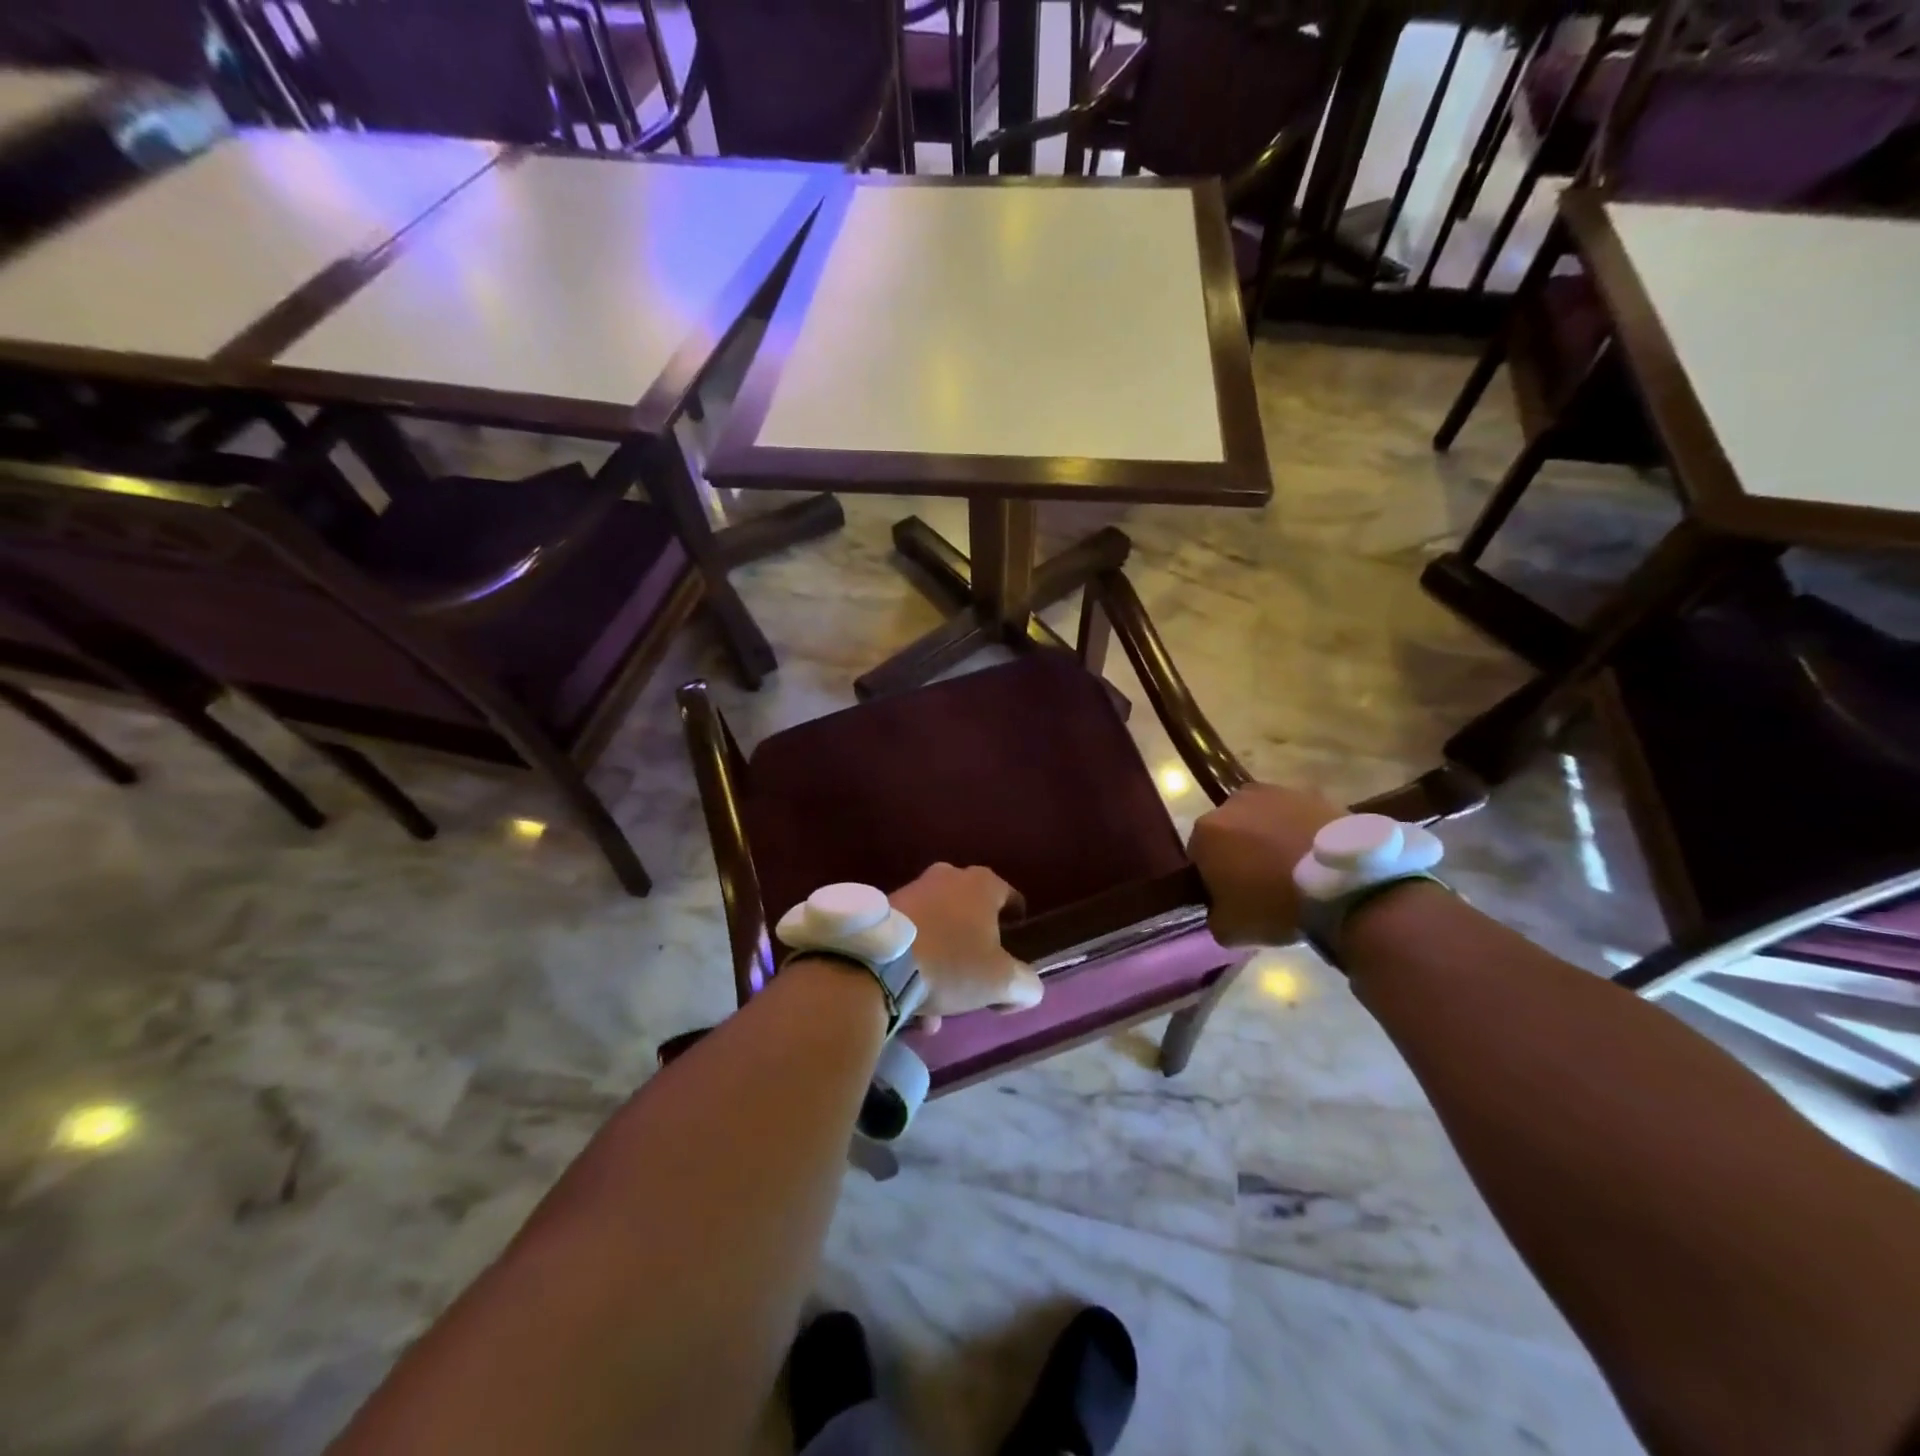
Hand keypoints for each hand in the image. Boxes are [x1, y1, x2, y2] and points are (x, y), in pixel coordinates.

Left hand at [890, 863, 1040, 1031]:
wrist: (878, 962)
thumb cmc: (951, 963)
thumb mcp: (1001, 981)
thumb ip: (1026, 984)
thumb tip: (1027, 988)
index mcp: (981, 884)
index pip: (1010, 898)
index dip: (1017, 925)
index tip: (1016, 949)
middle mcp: (948, 877)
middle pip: (971, 916)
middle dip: (975, 950)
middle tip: (977, 982)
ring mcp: (912, 890)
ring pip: (939, 932)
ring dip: (943, 967)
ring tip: (939, 1010)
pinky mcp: (884, 910)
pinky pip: (911, 940)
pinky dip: (916, 967)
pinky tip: (912, 1006)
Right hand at [1188, 783, 1343, 946]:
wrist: (1343, 883)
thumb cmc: (1275, 904)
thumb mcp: (1230, 930)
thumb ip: (1214, 915)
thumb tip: (1220, 909)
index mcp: (1205, 832)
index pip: (1198, 856)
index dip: (1212, 877)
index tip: (1232, 897)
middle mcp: (1232, 803)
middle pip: (1228, 831)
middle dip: (1239, 851)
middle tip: (1262, 882)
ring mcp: (1273, 792)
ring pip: (1260, 819)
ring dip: (1268, 837)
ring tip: (1293, 868)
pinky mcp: (1310, 793)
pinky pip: (1294, 816)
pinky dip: (1298, 831)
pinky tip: (1314, 858)